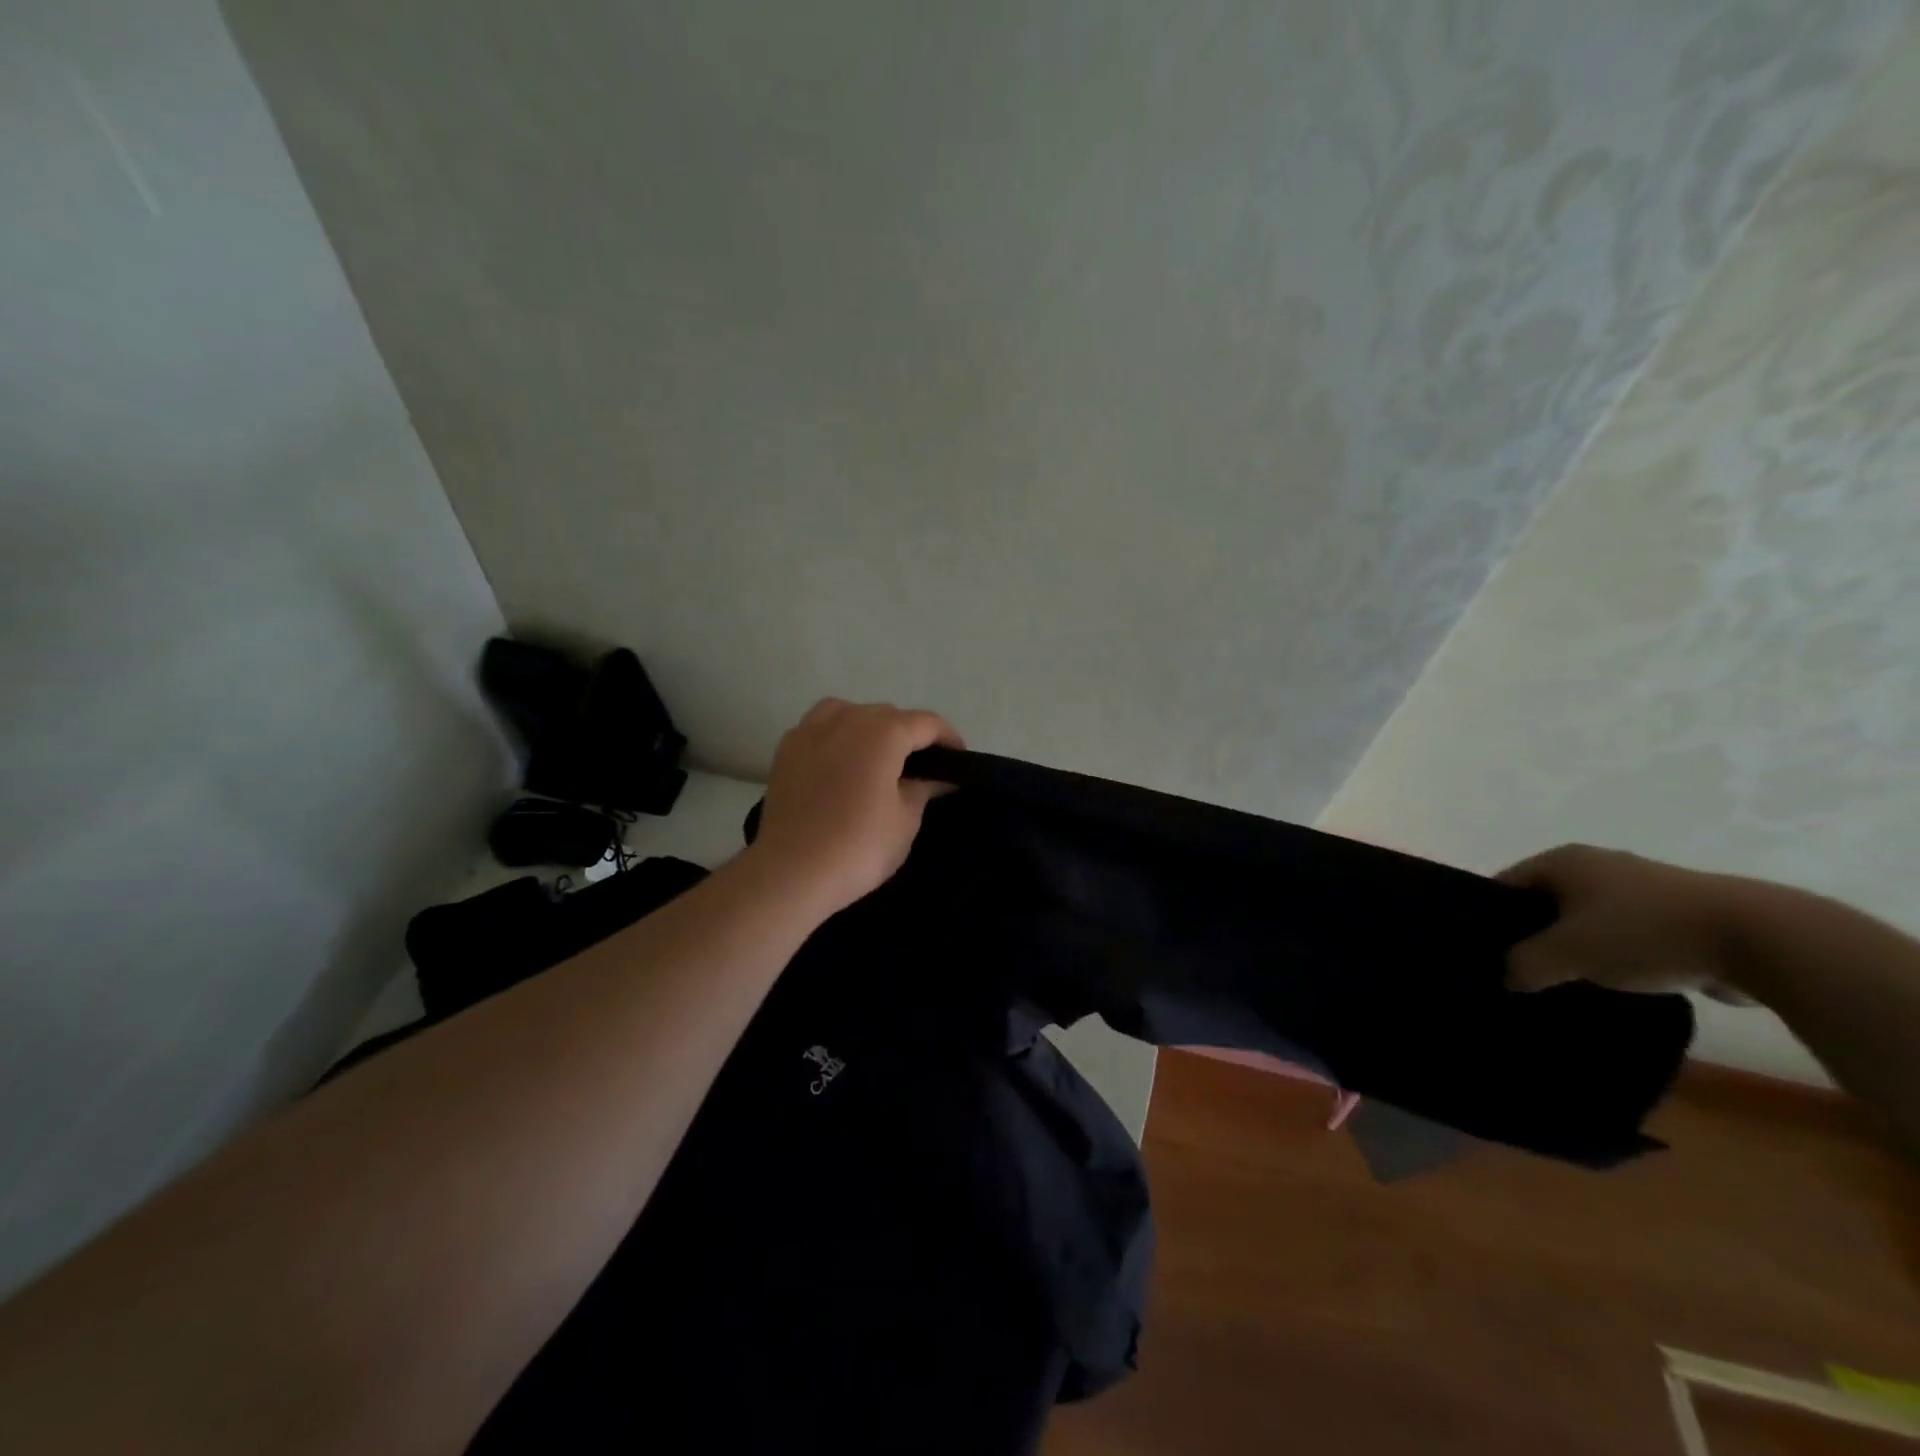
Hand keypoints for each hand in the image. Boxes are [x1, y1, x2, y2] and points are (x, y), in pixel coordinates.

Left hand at [748, 699, 963, 914]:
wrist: (791, 871)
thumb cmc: (859, 846)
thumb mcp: (906, 819)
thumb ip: (924, 787)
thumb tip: (936, 777)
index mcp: (883, 731)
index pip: (927, 723)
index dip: (948, 739)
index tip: (957, 762)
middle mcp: (847, 718)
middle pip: (888, 715)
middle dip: (909, 735)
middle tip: (920, 769)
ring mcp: (810, 730)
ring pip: (851, 713)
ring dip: (870, 728)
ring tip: (876, 759)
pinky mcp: (786, 749)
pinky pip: (820, 728)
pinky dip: (837, 738)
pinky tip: (840, 764)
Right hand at [1498, 844, 1751, 999]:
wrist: (1762, 940)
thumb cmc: (1644, 933)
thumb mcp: (1568, 954)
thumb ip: (1525, 965)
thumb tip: (1508, 976)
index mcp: (1563, 860)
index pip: (1506, 885)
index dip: (1492, 917)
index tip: (1486, 951)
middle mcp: (1598, 864)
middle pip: (1547, 901)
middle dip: (1536, 934)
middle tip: (1524, 970)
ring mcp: (1642, 887)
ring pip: (1589, 919)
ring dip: (1580, 947)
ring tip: (1571, 981)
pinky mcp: (1680, 914)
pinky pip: (1629, 934)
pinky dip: (1620, 955)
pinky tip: (1618, 983)